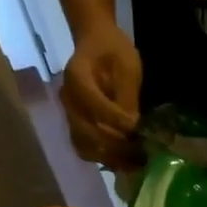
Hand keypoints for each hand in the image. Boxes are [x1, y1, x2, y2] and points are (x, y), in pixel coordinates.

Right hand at [61, 26, 143, 168]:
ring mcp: (69, 115)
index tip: (135, 126)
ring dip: (110, 158)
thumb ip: (127, 97)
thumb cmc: (114, 51)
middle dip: (114, 145)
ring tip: (134, 163)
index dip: (114, 118)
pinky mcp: (76, 126)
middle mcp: (68, 99)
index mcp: (76, 77)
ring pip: (84, 146)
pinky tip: (125, 162)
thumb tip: (132, 127)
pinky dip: (104, 159)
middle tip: (139, 153)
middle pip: (85, 131)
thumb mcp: (127, 66)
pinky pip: (86, 149)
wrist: (97, 44)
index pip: (92, 103)